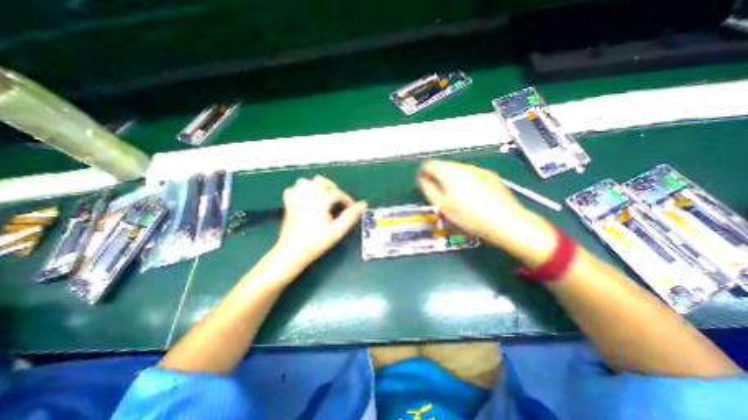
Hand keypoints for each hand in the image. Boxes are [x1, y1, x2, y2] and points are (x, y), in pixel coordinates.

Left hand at [274, 173, 366, 269]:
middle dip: (332, 188)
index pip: (337, 193)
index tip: (350, 208)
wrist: (292, 252)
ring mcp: (295, 199)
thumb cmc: (316, 242)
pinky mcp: (288, 205)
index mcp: (319, 201)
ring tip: (322, 198)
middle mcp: (306, 196)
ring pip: (305, 182)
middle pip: (321, 181)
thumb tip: (362, 204)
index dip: (346, 199)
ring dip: (315, 187)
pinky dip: (300, 191)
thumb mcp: (337, 230)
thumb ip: (350, 216)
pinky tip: (306, 200)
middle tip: (337, 201)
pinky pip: (293, 189)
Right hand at [421, 158, 554, 263]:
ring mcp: (478, 170)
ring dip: (450, 178)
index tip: (423, 184)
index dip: (423, 172)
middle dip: (437, 176)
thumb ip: (428, 189)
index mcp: (449, 172)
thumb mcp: (442, 205)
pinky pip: (470, 174)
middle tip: (437, 192)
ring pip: (457, 170)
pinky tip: (470, 195)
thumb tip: (422, 178)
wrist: (506, 221)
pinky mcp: (489, 175)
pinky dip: (464, 181)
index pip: (429, 164)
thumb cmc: (468, 216)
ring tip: (453, 195)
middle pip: (444, 166)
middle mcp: (463, 166)